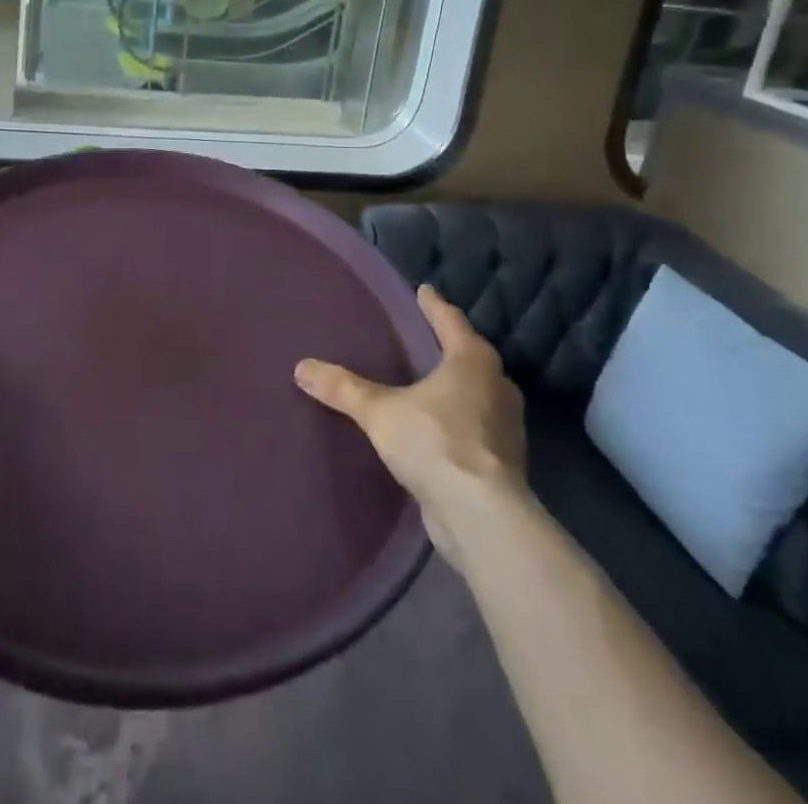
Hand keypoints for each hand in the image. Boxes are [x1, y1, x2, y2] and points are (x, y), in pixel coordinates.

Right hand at [295, 285, 525, 552]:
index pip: (450, 321)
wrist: (481, 517)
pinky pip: (476, 428)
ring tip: (427, 384)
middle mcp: (497, 386)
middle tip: (425, 338)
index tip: (423, 290)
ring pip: (477, 394)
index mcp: (473, 361)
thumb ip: (343, 388)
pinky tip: (437, 429)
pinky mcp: (503, 462)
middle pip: (470, 357)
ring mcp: (506, 427)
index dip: (434, 306)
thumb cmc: (435, 442)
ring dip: (456, 388)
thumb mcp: (379, 411)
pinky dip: (458, 422)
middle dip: (449, 348)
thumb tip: (301, 367)